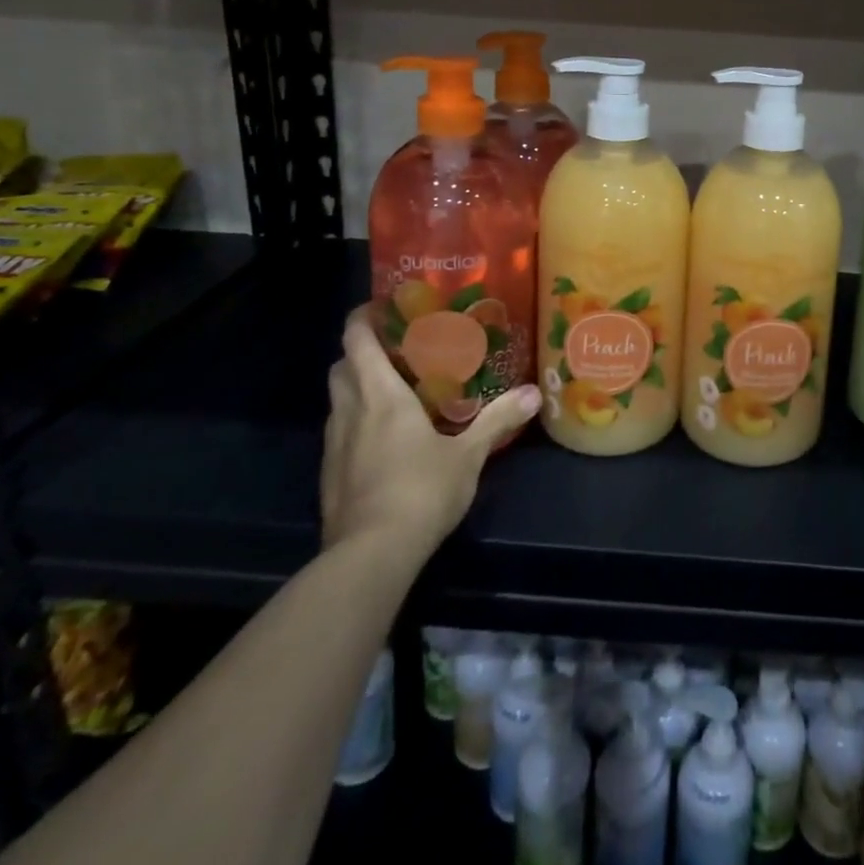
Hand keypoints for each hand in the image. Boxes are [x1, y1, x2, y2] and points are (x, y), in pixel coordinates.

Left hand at [321, 304, 538, 553]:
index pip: (356, 340)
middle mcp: (350, 412)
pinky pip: (339, 432)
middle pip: (340, 365)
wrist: (370, 556)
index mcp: (381, 395)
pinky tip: (383, 440)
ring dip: (356, 386)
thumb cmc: (421, 491)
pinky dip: (355, 422)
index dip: (363, 317)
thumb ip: (498, 420)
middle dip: (361, 351)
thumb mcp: (468, 455)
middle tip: (396, 349)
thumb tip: (535, 394)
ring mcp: (334, 445)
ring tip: (393, 390)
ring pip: (337, 399)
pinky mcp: (329, 475)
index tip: (383, 307)